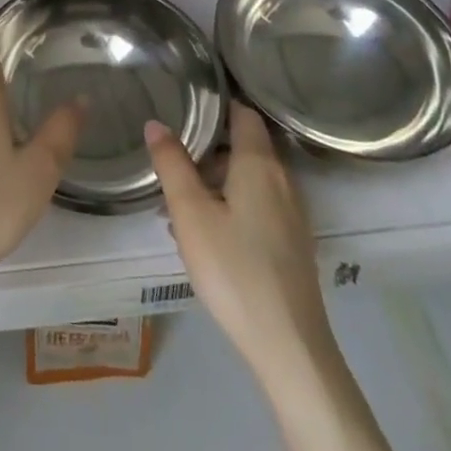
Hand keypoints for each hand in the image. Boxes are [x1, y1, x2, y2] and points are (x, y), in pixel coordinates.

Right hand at [146, 104, 327, 373]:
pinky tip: (207, 236)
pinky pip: (258, 206)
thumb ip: (172, 164)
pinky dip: (232, 205)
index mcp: (259, 163)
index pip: (243, 113)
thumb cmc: (234, 269)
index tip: (187, 103)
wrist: (289, 347)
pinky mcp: (293, 244)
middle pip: (245, 146)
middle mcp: (282, 180)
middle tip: (173, 158)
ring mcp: (292, 214)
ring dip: (217, 181)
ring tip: (180, 202)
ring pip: (249, 179)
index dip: (217, 103)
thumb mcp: (190, 213)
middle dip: (208, 148)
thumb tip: (156, 123)